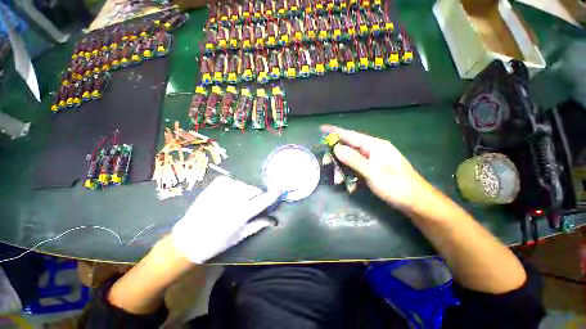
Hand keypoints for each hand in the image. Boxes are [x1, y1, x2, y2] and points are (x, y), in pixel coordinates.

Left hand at [172, 176, 280, 262]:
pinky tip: (229, 193)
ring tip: (237, 199)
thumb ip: (258, 224)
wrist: (188, 239)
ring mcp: (221, 191)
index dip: (272, 195)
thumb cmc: (216, 242)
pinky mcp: (213, 186)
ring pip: (243, 184)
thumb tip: (274, 220)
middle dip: (256, 195)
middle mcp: (232, 200)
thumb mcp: (239, 236)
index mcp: (240, 215)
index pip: (261, 202)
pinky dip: (233, 185)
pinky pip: (230, 180)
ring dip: (245, 190)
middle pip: (253, 190)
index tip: (280, 190)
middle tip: (251, 203)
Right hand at [321, 125, 428, 211]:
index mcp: (374, 145)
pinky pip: (356, 170)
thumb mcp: (372, 172)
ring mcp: (372, 161)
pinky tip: (351, 187)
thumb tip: (336, 148)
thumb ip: (353, 159)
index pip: (350, 135)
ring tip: (339, 182)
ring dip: (343, 170)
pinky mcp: (372, 170)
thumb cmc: (396, 185)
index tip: (321, 129)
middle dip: (336, 157)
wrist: (415, 202)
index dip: (335, 132)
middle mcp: (372, 150)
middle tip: (326, 164)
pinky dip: (351, 177)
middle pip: (348, 148)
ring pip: (350, 161)